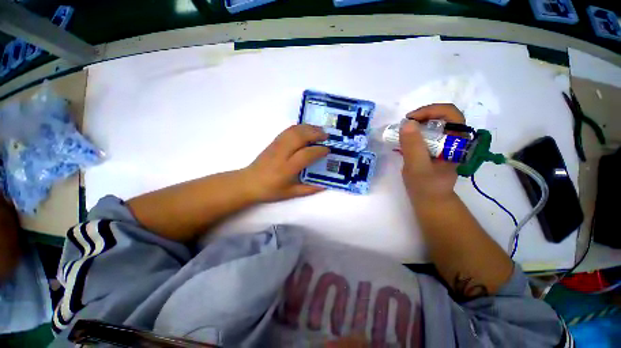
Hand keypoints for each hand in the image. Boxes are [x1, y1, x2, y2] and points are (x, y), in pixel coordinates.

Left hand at [242, 124, 328, 202]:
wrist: (249, 182)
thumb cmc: (270, 190)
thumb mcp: (290, 193)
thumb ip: (308, 189)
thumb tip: (324, 186)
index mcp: (287, 168)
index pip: (306, 154)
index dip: (319, 150)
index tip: (328, 150)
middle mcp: (282, 154)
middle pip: (300, 137)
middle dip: (315, 133)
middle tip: (327, 136)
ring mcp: (276, 145)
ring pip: (294, 130)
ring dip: (308, 128)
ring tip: (319, 130)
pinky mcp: (273, 142)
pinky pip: (288, 130)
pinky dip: (300, 127)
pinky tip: (306, 130)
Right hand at [399, 104, 464, 203]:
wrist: (429, 200)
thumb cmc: (426, 186)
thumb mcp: (417, 167)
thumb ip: (413, 146)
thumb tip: (407, 123)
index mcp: (458, 142)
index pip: (451, 114)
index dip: (430, 111)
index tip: (410, 119)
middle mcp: (454, 139)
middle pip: (441, 116)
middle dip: (421, 117)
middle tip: (403, 125)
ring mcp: (445, 144)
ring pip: (433, 124)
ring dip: (416, 125)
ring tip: (401, 133)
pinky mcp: (435, 148)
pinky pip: (426, 133)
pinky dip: (413, 133)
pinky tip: (404, 141)